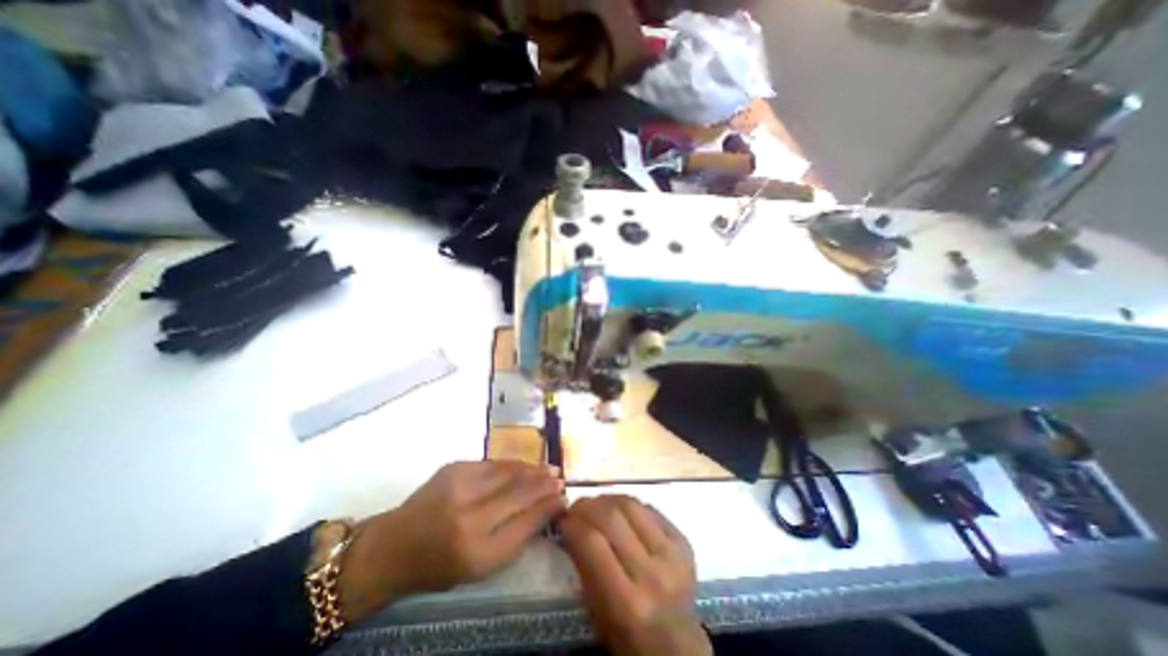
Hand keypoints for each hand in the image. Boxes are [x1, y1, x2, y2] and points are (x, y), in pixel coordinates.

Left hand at [339, 461, 564, 619]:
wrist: (394, 545)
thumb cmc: (440, 565)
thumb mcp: (481, 566)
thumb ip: (518, 535)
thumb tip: (548, 507)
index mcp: (477, 550)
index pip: (526, 520)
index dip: (548, 505)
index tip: (564, 497)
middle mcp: (469, 514)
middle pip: (520, 491)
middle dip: (544, 482)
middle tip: (561, 478)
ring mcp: (460, 485)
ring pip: (509, 471)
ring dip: (532, 469)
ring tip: (548, 469)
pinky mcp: (455, 467)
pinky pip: (494, 463)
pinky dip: (513, 464)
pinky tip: (523, 466)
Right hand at [558, 497, 712, 654]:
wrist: (676, 644)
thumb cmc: (627, 635)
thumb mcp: (596, 611)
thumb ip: (583, 565)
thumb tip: (568, 523)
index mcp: (626, 602)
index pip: (592, 543)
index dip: (573, 523)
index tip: (563, 519)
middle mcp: (652, 574)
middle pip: (612, 517)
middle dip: (587, 506)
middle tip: (576, 507)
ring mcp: (672, 554)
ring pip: (631, 505)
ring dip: (607, 499)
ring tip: (596, 504)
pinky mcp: (684, 541)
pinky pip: (650, 508)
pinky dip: (629, 505)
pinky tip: (620, 509)